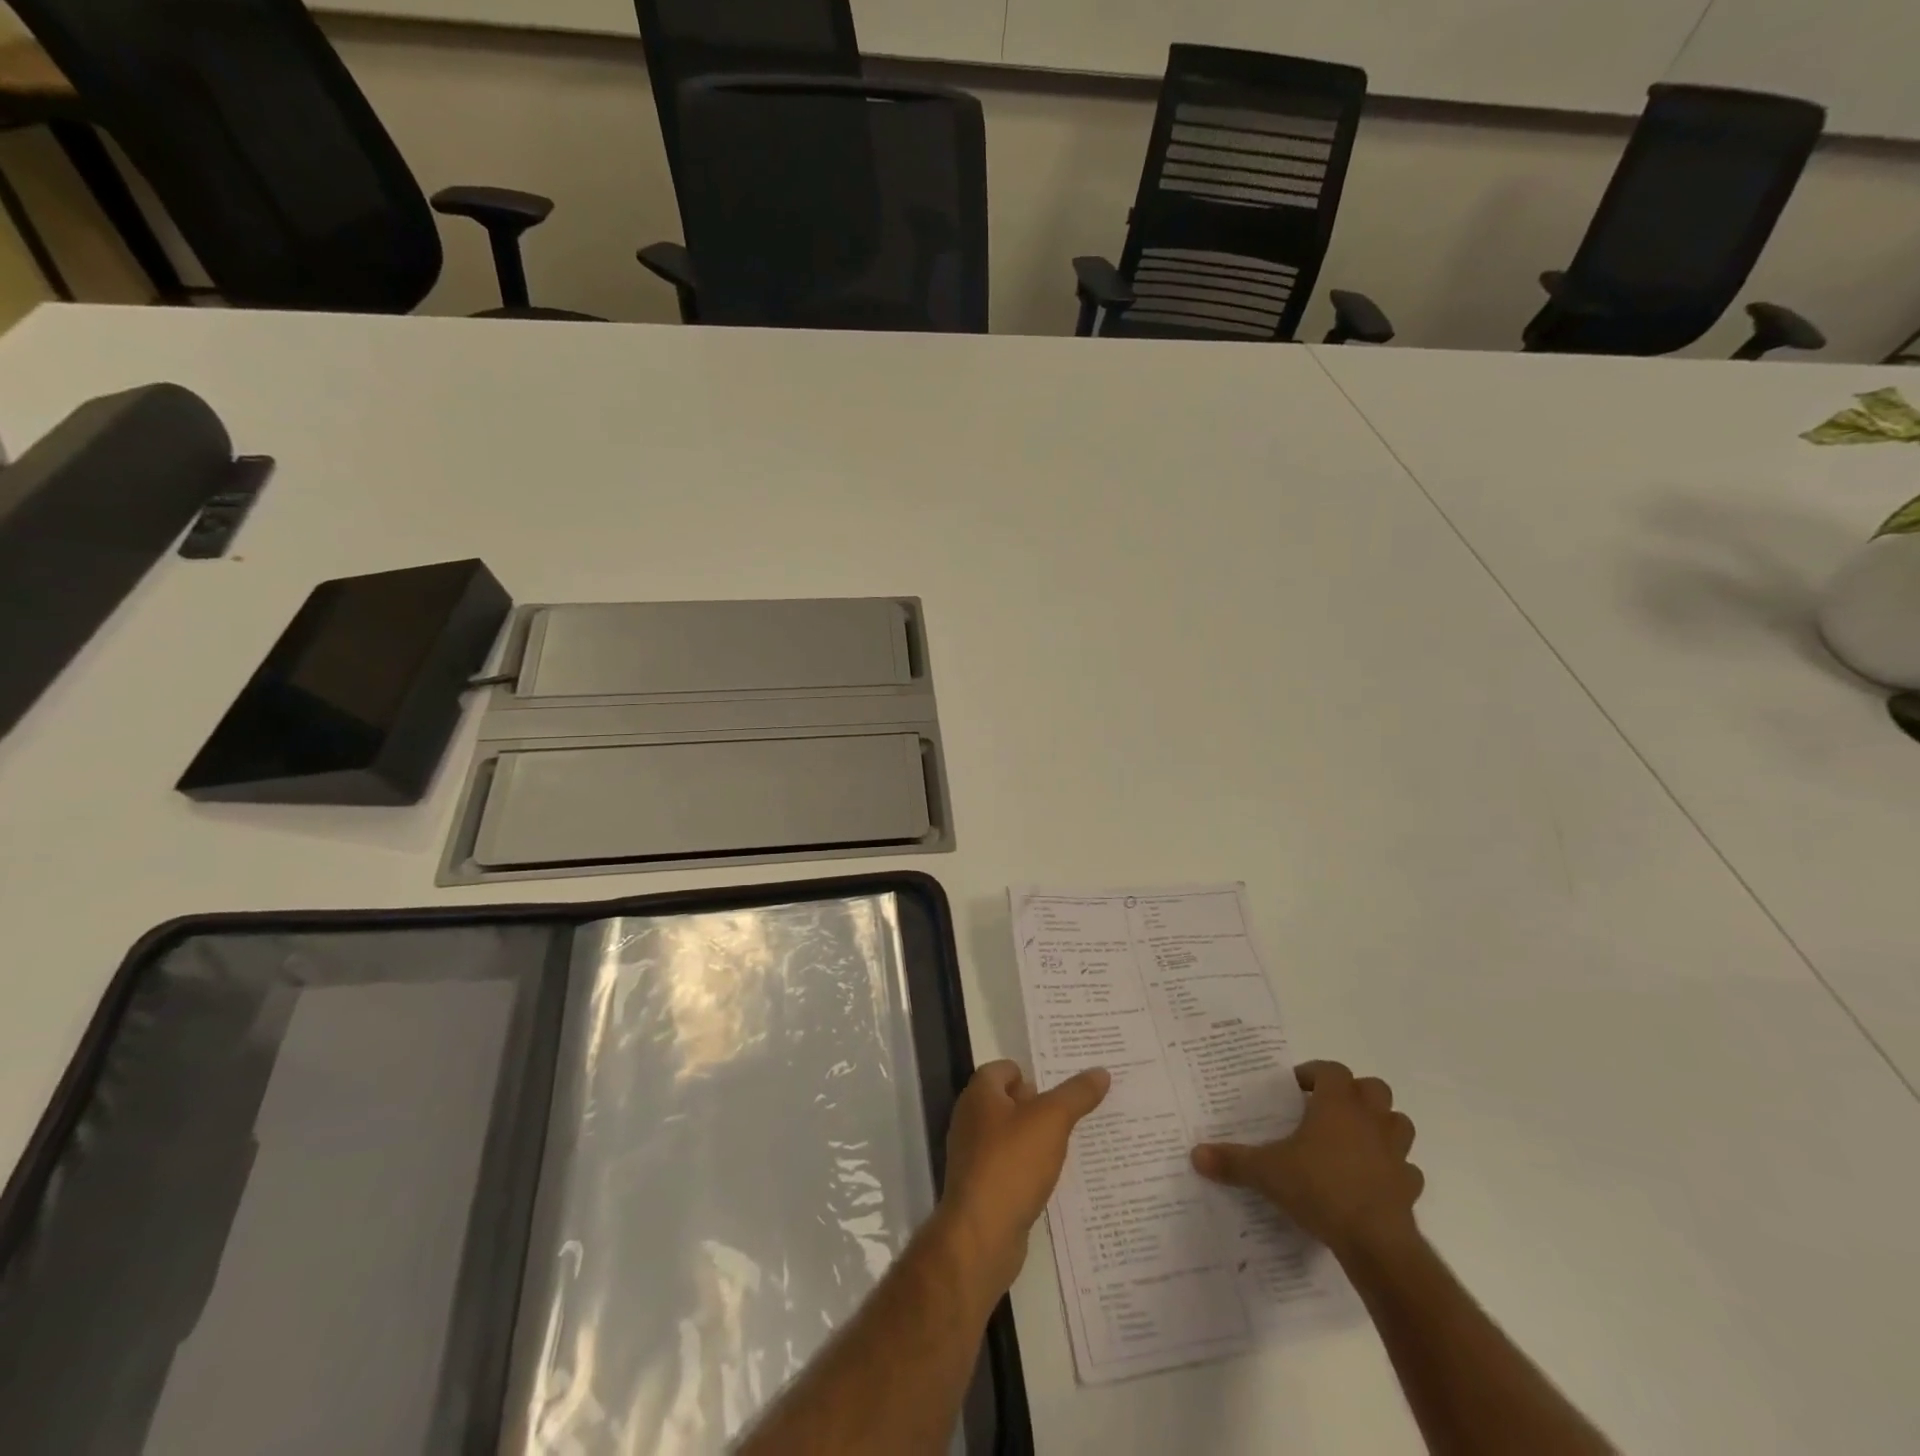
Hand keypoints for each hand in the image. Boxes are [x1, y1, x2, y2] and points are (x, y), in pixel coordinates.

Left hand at [937, 1061, 1109, 1300]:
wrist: (981, 1235)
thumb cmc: (1012, 1163)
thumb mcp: (1052, 1120)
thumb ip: (1076, 1094)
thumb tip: (1101, 1072)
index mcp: (980, 1094)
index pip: (1005, 1068)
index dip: (1033, 1072)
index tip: (1064, 1082)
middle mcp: (971, 1119)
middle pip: (1008, 1100)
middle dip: (1038, 1104)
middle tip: (1074, 1110)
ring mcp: (973, 1155)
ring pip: (1010, 1134)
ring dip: (1036, 1137)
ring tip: (1071, 1142)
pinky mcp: (981, 1187)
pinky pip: (1009, 1165)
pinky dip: (1028, 1166)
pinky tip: (1053, 1176)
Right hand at [1191, 1060, 1422, 1260]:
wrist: (1375, 1243)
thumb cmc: (1320, 1189)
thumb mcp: (1266, 1172)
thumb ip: (1232, 1161)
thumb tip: (1195, 1154)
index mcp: (1337, 1105)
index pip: (1332, 1070)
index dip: (1314, 1073)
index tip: (1296, 1087)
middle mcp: (1370, 1121)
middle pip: (1374, 1089)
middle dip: (1354, 1094)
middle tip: (1327, 1109)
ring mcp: (1395, 1154)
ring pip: (1398, 1124)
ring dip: (1380, 1126)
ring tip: (1353, 1140)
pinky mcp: (1409, 1187)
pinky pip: (1406, 1170)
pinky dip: (1393, 1170)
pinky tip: (1372, 1181)